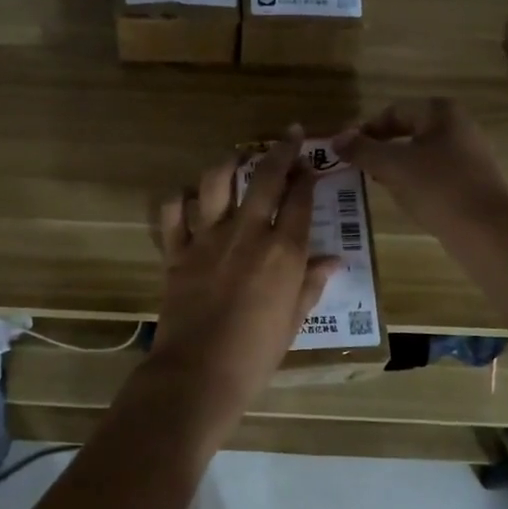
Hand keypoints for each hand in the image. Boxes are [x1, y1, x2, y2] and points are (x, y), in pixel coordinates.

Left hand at [150, 130, 341, 416]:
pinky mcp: (176, 251)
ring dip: (229, 164)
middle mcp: (246, 234)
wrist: (199, 373)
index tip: (311, 164)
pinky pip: (173, 213)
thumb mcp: (293, 320)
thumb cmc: (256, 354)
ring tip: (237, 159)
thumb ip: (311, 283)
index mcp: (282, 252)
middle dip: (280, 151)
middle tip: (289, 134)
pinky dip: (180, 200)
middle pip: (265, 179)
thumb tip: (334, 260)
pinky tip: (190, 198)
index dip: (307, 177)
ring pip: (216, 183)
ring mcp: (207, 239)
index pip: (300, 201)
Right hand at [332, 99, 507, 239]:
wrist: (486, 231)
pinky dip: (419, 181)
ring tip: (381, 185)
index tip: (347, 151)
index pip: (393, 112)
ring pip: (423, 154)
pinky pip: (438, 173)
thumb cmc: (437, 188)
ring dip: (399, 166)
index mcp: (441, 112)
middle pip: (409, 131)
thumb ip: (362, 149)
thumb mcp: (391, 166)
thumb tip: (337, 139)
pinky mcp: (476, 180)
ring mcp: (472, 153)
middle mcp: (461, 125)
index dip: (366, 130)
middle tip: (361, 168)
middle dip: (382, 149)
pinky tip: (409, 200)